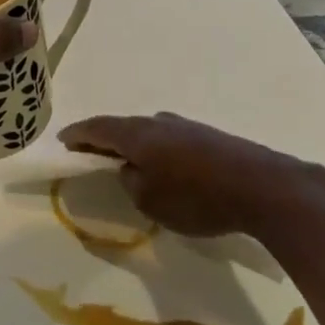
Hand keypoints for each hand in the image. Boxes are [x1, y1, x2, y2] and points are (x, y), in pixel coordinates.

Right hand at [59, 111, 309, 236]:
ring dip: (134, 144)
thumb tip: (131, 170)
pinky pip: (169, 140)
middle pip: (123, 127)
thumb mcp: (152, 201)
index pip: (98, 128)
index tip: (63, 140)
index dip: (78, 134)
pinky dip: (157, 150)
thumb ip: (132, 183)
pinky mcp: (207, 137)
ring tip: (128, 161)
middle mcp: (157, 122)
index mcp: (137, 134)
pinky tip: (165, 167)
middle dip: (105, 139)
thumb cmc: (197, 197)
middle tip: (91, 152)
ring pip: (148, 133)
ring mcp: (185, 126)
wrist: (261, 186)